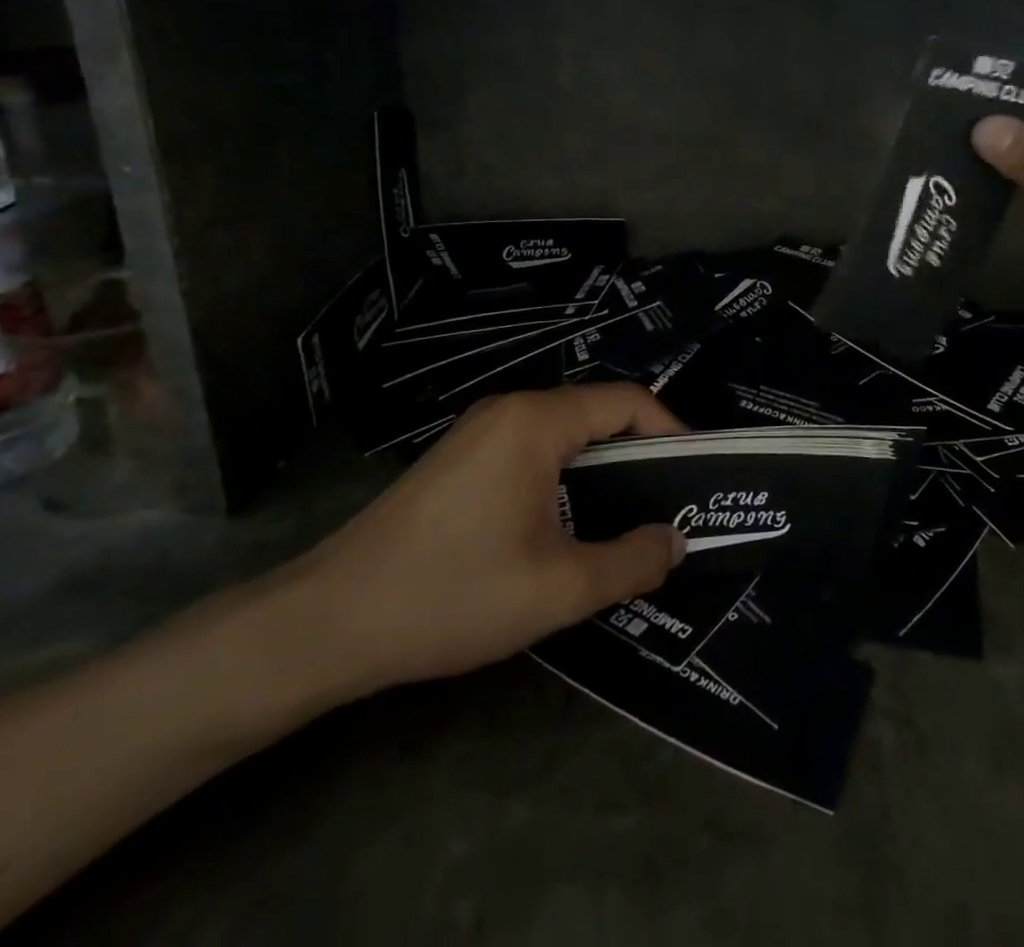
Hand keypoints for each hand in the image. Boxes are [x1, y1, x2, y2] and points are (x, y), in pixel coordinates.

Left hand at [274, 384, 687, 699]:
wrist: (327, 622)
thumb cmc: (450, 594)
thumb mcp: (557, 588)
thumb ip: (630, 561)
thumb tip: (676, 542)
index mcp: (536, 422)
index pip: (627, 401)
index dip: (671, 431)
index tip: (696, 475)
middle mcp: (509, 411)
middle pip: (596, 414)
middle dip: (641, 453)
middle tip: (671, 504)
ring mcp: (479, 433)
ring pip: (564, 434)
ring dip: (603, 469)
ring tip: (629, 519)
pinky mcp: (460, 459)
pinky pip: (533, 451)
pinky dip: (567, 477)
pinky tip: (569, 525)